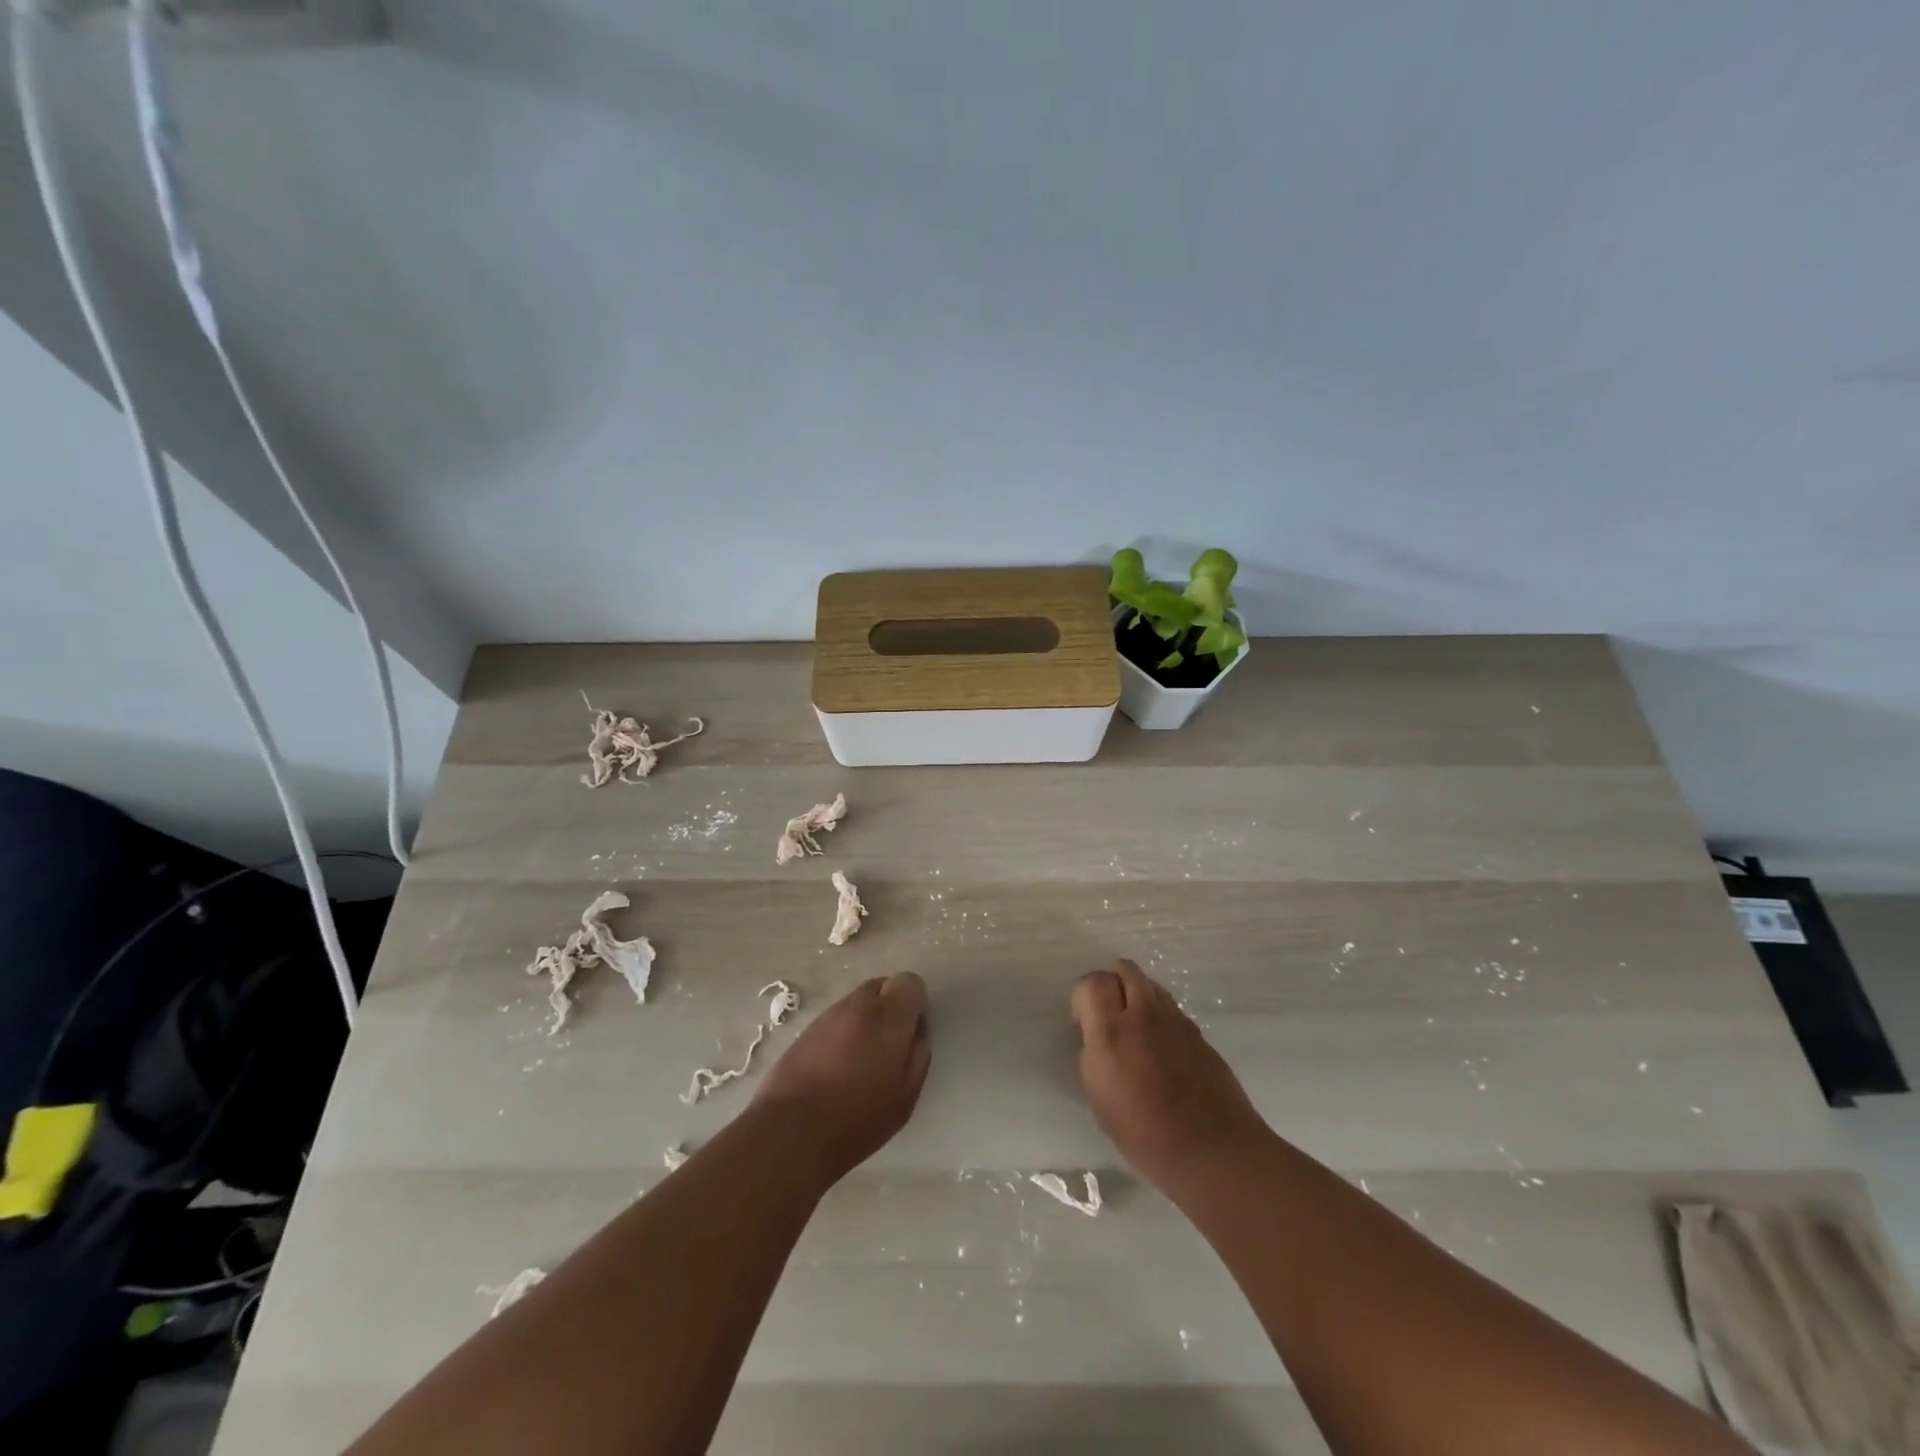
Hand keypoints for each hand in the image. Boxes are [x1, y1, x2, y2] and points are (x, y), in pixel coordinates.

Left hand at [753, 974, 930, 1184]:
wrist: (792, 1131)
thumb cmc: (858, 1118)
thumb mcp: (905, 1096)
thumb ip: (918, 1056)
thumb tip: (916, 1035)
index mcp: (887, 1016)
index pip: (910, 982)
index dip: (915, 1004)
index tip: (911, 1033)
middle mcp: (858, 1005)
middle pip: (882, 986)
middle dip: (890, 1008)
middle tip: (888, 1047)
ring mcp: (828, 1015)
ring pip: (857, 1002)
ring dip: (866, 1020)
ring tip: (860, 1061)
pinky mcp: (806, 1029)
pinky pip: (836, 1019)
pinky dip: (844, 1032)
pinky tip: (837, 1066)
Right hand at [1072, 959, 1266, 1191]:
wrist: (1212, 1149)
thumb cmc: (1146, 1134)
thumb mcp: (1100, 1098)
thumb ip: (1094, 1056)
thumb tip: (1097, 1040)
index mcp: (1111, 1032)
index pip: (1092, 982)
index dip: (1083, 995)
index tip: (1082, 1021)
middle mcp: (1143, 1016)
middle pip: (1125, 970)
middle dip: (1111, 983)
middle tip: (1108, 1013)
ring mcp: (1175, 1021)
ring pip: (1151, 985)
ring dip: (1137, 994)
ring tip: (1135, 1026)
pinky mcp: (1198, 1033)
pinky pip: (1172, 1008)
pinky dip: (1160, 1014)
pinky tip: (1161, 1046)